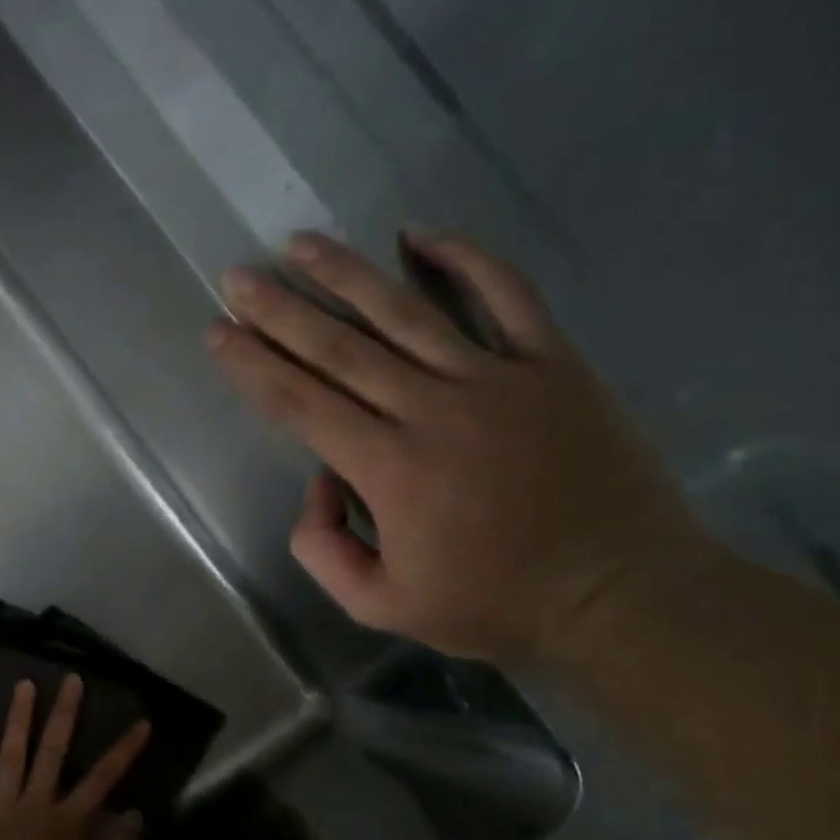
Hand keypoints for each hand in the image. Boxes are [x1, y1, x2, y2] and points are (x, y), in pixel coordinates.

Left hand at [0, 676, 150, 839]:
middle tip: (71, 679)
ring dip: (20, 718)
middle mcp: (36, 803)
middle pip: (54, 752)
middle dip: (65, 714)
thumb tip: (134, 812)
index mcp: (68, 821)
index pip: (103, 779)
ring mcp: (0, 806)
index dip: (124, 750)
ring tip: (24, 684)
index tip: (141, 722)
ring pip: (12, 754)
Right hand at [207, 229, 714, 662]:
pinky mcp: (553, 365)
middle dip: (279, 310)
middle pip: (339, 347)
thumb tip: (318, 481)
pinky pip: (507, 295)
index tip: (217, 334)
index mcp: (388, 469)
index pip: (300, 403)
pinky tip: (420, 235)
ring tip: (299, 244)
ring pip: (406, 312)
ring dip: (346, 274)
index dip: (252, 366)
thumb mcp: (379, 605)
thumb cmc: (492, 605)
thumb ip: (323, 548)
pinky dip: (465, 259)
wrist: (621, 595)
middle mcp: (433, 409)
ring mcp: (498, 378)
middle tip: (236, 277)